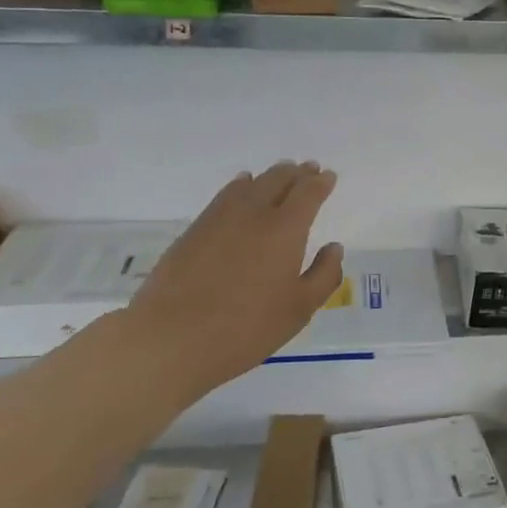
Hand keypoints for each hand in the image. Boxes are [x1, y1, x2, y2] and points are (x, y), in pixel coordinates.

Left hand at [119, 161, 343, 398]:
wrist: (172, 338)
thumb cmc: (247, 328)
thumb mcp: (299, 309)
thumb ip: (324, 275)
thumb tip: (333, 248)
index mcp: (285, 230)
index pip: (308, 193)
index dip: (320, 183)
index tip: (328, 176)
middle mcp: (254, 213)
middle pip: (278, 180)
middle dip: (297, 173)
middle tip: (307, 169)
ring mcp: (219, 218)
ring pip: (250, 184)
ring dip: (269, 176)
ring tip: (279, 174)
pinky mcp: (194, 230)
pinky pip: (224, 195)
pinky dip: (240, 186)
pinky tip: (240, 189)